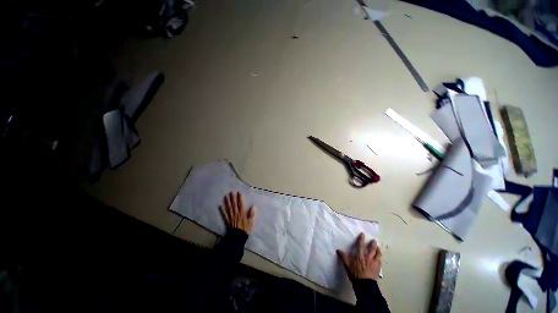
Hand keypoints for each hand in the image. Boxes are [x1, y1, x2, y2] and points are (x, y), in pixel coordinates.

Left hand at [221, 192, 256, 233]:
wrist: (238, 237)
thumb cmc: (245, 229)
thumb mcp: (250, 222)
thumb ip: (251, 214)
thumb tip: (253, 206)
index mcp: (242, 213)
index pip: (241, 204)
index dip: (240, 198)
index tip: (239, 192)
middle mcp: (236, 213)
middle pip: (234, 205)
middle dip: (233, 198)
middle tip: (231, 192)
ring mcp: (231, 217)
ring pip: (229, 208)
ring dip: (227, 202)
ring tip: (226, 196)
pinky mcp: (228, 221)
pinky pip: (225, 215)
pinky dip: (222, 210)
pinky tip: (220, 206)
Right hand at [337, 232, 381, 280]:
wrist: (365, 285)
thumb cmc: (355, 274)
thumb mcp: (347, 265)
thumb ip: (343, 257)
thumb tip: (338, 250)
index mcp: (360, 256)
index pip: (360, 245)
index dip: (361, 239)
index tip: (363, 234)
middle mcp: (368, 257)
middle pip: (372, 248)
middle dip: (373, 243)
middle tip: (374, 240)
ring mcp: (374, 262)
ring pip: (378, 254)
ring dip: (378, 250)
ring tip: (378, 247)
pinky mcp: (378, 268)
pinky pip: (380, 261)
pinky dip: (379, 257)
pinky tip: (379, 257)